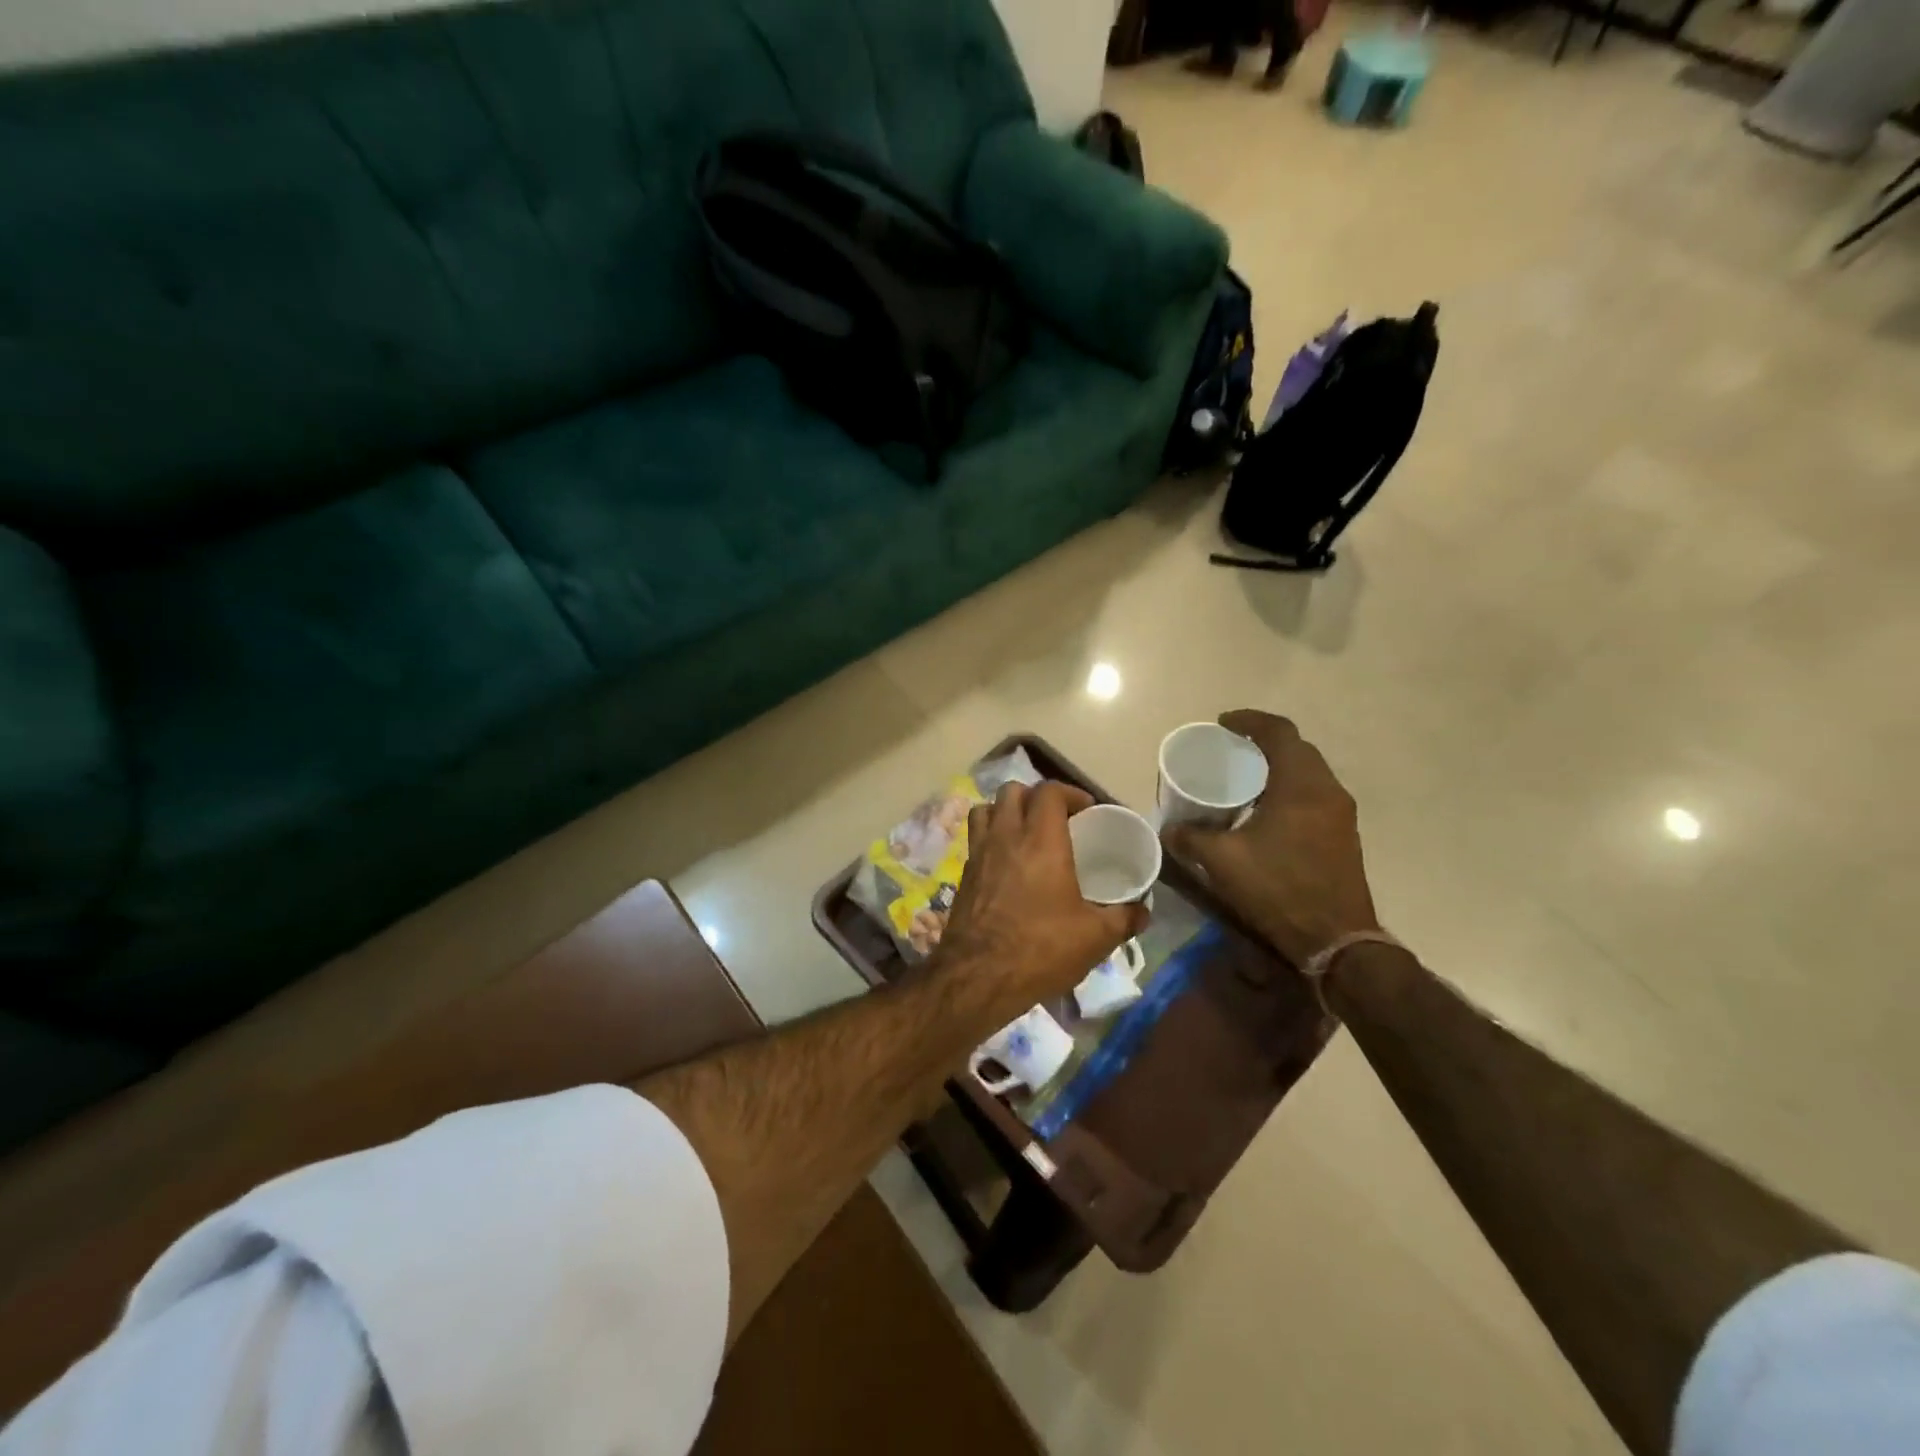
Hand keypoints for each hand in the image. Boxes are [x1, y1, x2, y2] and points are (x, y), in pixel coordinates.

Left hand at [933, 781, 1149, 1015]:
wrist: (979, 977)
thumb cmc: (1041, 948)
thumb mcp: (1095, 937)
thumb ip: (1124, 919)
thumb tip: (1143, 911)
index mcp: (1041, 840)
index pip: (1049, 791)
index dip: (1069, 792)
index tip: (1086, 810)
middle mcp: (1006, 836)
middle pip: (1013, 791)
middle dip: (1035, 796)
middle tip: (1056, 819)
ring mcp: (979, 854)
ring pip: (986, 809)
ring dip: (1006, 812)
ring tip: (1025, 832)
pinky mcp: (963, 875)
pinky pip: (975, 839)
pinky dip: (990, 839)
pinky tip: (1006, 864)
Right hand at [1161, 711, 1378, 965]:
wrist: (1336, 940)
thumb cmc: (1279, 889)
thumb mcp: (1223, 861)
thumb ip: (1191, 838)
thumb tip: (1169, 829)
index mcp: (1301, 785)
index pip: (1279, 732)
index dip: (1250, 721)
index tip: (1222, 723)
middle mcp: (1328, 791)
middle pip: (1297, 749)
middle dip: (1263, 742)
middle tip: (1230, 750)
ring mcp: (1341, 814)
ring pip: (1309, 773)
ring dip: (1278, 767)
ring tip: (1244, 779)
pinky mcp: (1343, 836)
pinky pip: (1314, 795)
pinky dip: (1289, 790)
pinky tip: (1265, 812)